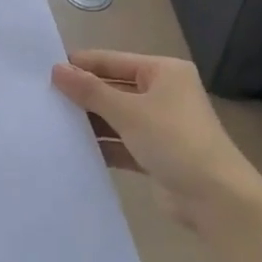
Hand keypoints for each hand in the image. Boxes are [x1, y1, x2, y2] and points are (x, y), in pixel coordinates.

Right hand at [52, 49, 261, 222]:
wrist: (217, 200)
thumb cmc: (174, 141)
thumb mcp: (128, 111)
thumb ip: (90, 91)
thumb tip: (56, 69)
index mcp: (163, 72)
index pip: (112, 61)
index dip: (81, 65)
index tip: (45, 71)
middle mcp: (163, 93)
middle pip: (114, 88)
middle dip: (83, 95)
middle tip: (43, 97)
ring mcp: (161, 125)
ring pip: (116, 116)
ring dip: (90, 121)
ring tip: (52, 122)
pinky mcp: (156, 154)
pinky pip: (122, 142)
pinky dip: (102, 144)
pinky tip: (73, 148)